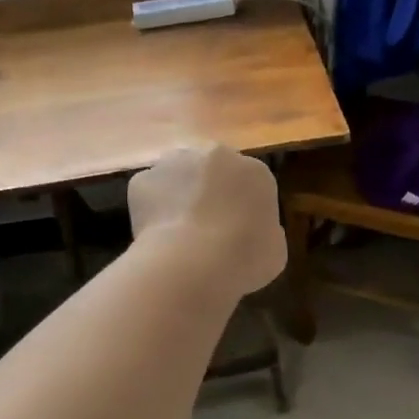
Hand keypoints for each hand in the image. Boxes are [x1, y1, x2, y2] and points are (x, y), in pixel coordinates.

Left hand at [129, 144, 285, 297]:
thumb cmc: (245, 258)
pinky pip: (151, 194)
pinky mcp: (143, 179)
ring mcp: (176, 162)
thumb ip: (266, 232)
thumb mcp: (275, 251)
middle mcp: (217, 155)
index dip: (242, 208)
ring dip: (179, 195)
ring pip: (179, 176)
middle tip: (207, 228)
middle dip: (209, 193)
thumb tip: (253, 230)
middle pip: (213, 171)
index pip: (250, 183)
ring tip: (179, 233)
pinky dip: (153, 211)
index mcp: (256, 172)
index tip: (237, 231)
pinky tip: (158, 237)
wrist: (194, 263)